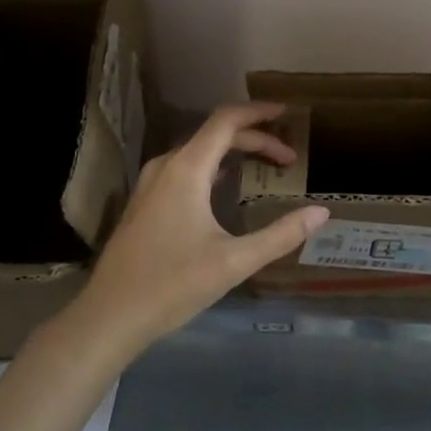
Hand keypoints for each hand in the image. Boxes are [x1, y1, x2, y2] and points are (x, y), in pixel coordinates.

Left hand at [74, 102, 328, 351]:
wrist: (108, 317)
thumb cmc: (172, 286)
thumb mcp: (234, 262)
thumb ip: (280, 235)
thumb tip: (322, 213)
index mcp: (186, 170)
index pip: (226, 121)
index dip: (259, 112)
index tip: (287, 114)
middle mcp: (166, 166)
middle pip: (215, 134)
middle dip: (255, 139)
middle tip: (289, 158)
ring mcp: (151, 183)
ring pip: (199, 151)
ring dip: (234, 151)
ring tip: (264, 164)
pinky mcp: (145, 202)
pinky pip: (185, 167)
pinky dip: (214, 165)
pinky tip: (225, 185)